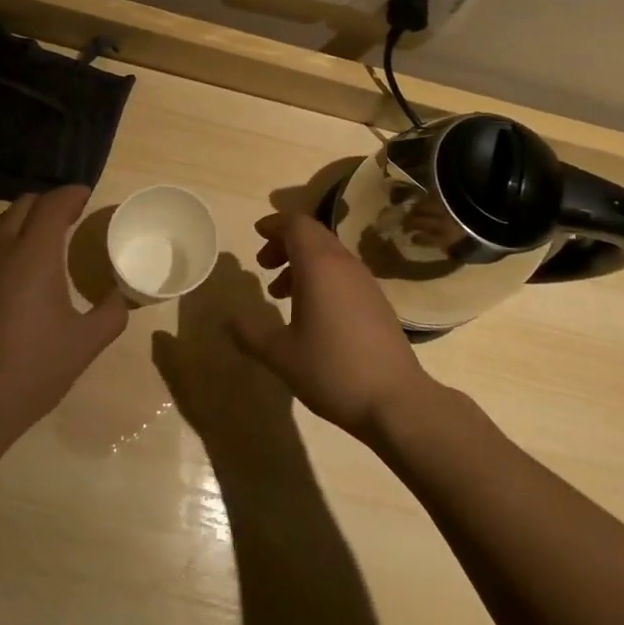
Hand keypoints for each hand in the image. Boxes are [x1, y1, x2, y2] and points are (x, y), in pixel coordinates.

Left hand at [0, 186, 127, 461]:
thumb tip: (122, 296)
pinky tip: (20, 270)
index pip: (53, 203)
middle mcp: (1, 248)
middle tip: (71, 217)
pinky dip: (8, 240)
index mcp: (34, 253)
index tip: (87, 196)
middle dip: (49, 203)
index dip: (72, 194)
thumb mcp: (85, 343)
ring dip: (26, 220)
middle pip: (24, 204)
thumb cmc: (32, 369)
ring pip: (2, 223)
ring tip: (47, 240)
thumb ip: (111, 313)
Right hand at [229, 211, 434, 441]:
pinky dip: (321, 276)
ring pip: (328, 254)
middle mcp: (343, 263)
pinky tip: (311, 311)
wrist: (395, 400)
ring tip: (280, 292)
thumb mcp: (281, 354)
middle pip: (313, 234)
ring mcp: (364, 281)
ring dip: (302, 261)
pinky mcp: (376, 301)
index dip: (274, 224)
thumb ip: (250, 333)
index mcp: (319, 265)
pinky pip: (342, 272)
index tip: (256, 233)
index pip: (296, 224)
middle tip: (264, 263)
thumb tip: (228, 319)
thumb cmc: (332, 370)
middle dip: (285, 242)